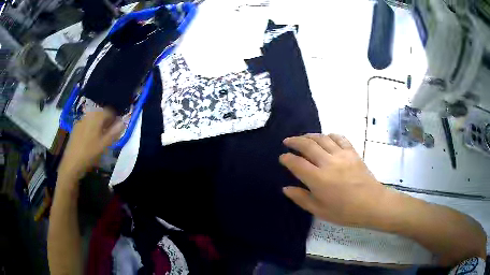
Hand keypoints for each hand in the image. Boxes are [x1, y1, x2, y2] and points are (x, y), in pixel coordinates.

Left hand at [58, 110, 123, 182]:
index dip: (115, 118)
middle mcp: (88, 116)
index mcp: (96, 117)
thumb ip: (114, 132)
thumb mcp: (104, 145)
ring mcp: (80, 121)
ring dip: (98, 124)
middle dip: (106, 120)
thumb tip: (123, 122)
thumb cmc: (89, 153)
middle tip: (110, 132)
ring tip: (101, 136)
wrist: (71, 163)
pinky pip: (86, 123)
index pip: (109, 111)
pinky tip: (91, 138)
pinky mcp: (75, 128)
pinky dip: (91, 127)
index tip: (118, 127)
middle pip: (100, 113)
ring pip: (92, 118)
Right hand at [280, 133, 386, 226]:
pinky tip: (327, 138)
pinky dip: (330, 135)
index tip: (282, 157)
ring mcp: (341, 155)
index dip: (287, 159)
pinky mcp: (352, 152)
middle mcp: (328, 163)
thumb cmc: (345, 212)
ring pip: (322, 138)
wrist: (372, 204)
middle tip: (287, 141)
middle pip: (307, 145)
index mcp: (318, 179)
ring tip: (303, 138)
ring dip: (310, 136)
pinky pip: (339, 138)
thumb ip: (301, 198)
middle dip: (294, 141)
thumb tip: (286, 188)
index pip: (297, 163)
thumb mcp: (320, 211)